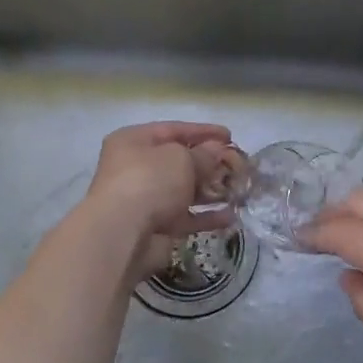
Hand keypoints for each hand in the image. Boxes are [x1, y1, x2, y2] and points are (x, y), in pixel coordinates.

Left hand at [84, 122, 238, 279]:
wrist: (124, 233)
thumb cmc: (150, 180)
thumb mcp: (181, 158)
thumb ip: (203, 154)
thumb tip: (216, 150)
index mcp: (133, 141)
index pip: (173, 129)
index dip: (203, 131)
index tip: (230, 136)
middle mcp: (135, 168)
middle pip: (177, 161)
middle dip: (208, 163)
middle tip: (237, 164)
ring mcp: (144, 199)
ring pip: (183, 191)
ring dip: (210, 190)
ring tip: (238, 189)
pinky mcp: (155, 227)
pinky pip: (185, 217)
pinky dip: (206, 216)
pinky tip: (230, 216)